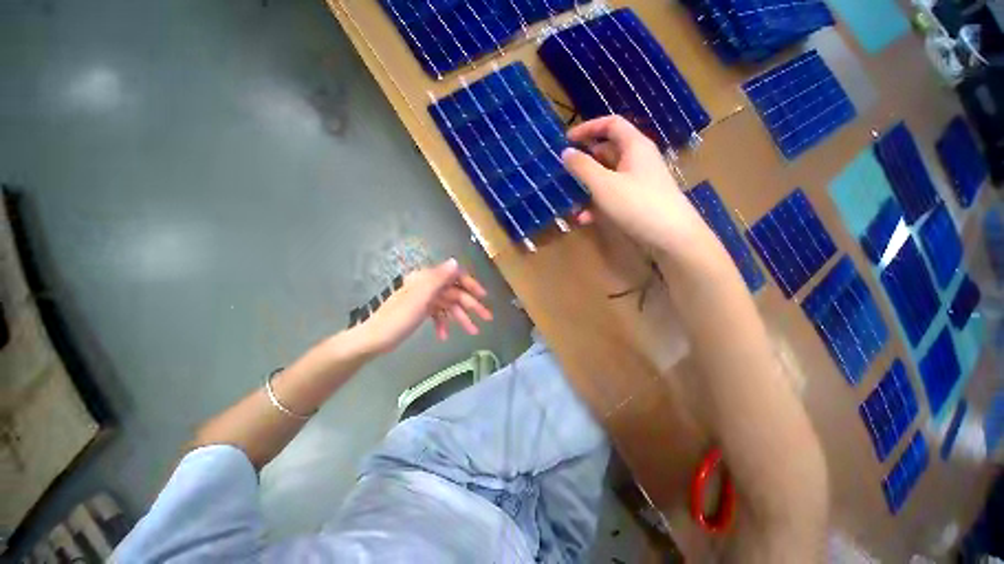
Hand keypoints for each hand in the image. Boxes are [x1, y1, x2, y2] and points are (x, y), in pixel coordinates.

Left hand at [360, 259, 492, 352]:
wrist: (373, 339)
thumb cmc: (397, 319)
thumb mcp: (420, 298)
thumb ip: (438, 279)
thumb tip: (455, 261)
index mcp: (427, 279)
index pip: (455, 276)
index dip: (471, 285)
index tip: (483, 297)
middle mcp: (427, 286)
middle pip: (455, 293)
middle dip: (471, 306)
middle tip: (487, 318)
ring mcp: (424, 299)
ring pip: (449, 305)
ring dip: (461, 318)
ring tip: (474, 332)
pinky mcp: (420, 310)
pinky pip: (438, 314)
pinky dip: (443, 324)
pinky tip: (444, 336)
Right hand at [561, 116, 707, 253]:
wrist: (672, 237)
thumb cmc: (637, 204)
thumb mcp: (604, 185)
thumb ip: (583, 167)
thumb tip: (566, 152)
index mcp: (635, 147)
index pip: (611, 125)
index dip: (588, 128)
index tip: (567, 140)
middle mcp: (638, 160)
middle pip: (608, 151)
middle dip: (585, 161)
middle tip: (565, 170)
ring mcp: (639, 182)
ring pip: (608, 177)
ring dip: (589, 186)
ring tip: (570, 197)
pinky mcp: (638, 201)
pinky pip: (613, 196)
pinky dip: (598, 204)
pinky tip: (584, 218)